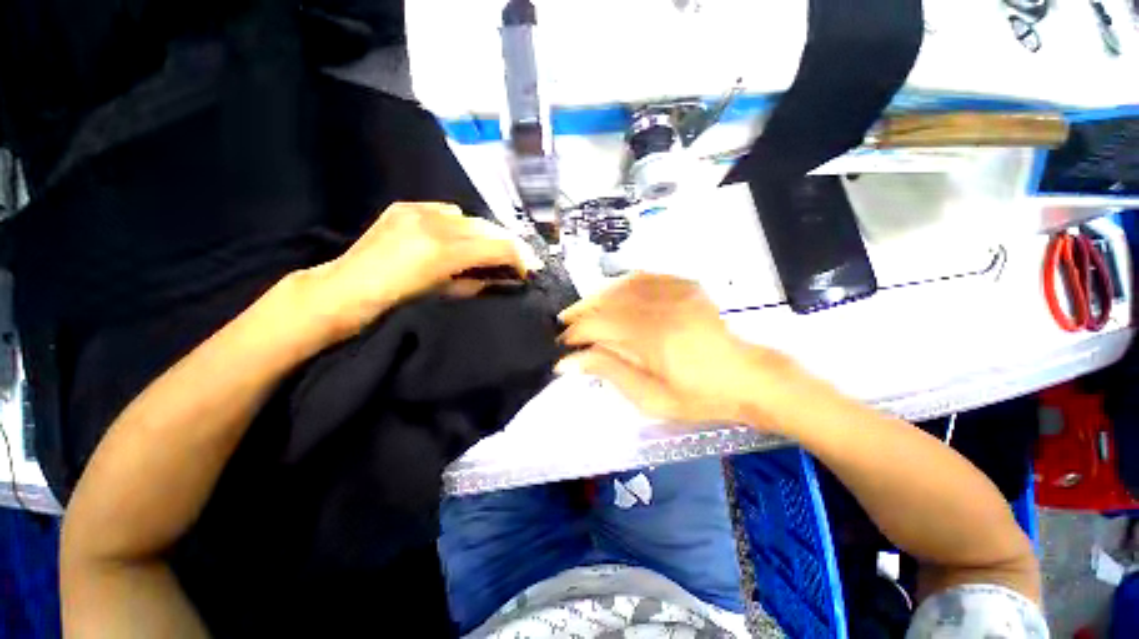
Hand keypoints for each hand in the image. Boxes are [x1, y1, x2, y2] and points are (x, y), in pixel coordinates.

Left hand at [302, 202, 538, 341]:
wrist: (345, 289)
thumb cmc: (397, 303)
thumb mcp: (445, 296)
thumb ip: (478, 281)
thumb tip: (504, 277)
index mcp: (444, 251)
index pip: (498, 246)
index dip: (520, 258)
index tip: (529, 269)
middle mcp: (434, 223)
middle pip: (487, 227)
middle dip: (507, 244)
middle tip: (517, 260)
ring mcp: (418, 210)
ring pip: (470, 217)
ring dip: (484, 233)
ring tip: (488, 249)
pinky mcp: (405, 206)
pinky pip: (446, 210)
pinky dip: (460, 224)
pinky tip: (457, 238)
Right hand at [558, 273, 793, 426]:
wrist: (747, 377)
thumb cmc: (699, 396)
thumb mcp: (651, 398)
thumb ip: (610, 372)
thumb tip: (570, 362)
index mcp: (653, 337)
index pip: (599, 325)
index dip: (576, 333)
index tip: (563, 345)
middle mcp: (662, 306)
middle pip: (607, 300)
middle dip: (581, 312)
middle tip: (566, 324)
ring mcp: (676, 291)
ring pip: (622, 284)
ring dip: (598, 296)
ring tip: (585, 309)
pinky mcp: (685, 286)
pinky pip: (645, 276)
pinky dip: (623, 284)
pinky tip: (614, 294)